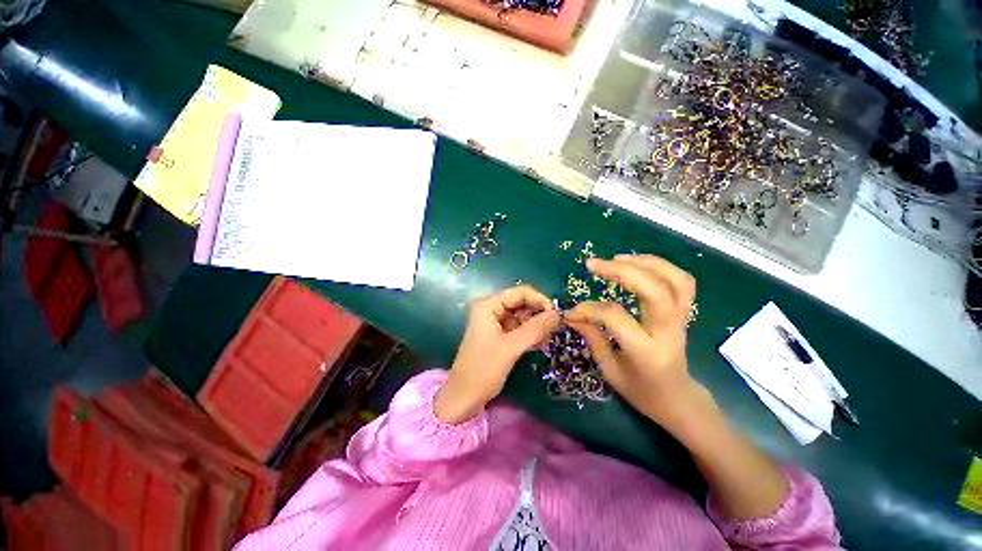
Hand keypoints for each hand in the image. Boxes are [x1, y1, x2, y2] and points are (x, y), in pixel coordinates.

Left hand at [435, 285, 559, 423]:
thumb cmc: (483, 369)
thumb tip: (558, 314)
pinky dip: (529, 334)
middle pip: (521, 303)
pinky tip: (540, 345)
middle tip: (554, 330)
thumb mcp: (511, 347)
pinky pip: (518, 328)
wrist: (463, 397)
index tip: (557, 315)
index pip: (519, 292)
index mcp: (488, 305)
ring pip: (521, 316)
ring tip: (547, 340)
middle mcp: (490, 309)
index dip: (540, 300)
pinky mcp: (498, 336)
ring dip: (535, 326)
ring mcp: (494, 323)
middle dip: (538, 315)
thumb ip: (535, 329)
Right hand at [565, 255, 709, 432]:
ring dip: (645, 263)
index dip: (588, 309)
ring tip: (617, 258)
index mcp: (647, 353)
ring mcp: (681, 321)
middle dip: (621, 271)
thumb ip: (592, 338)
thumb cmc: (641, 391)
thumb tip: (572, 314)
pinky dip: (661, 267)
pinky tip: (637, 264)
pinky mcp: (684, 314)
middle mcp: (668, 333)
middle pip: (654, 291)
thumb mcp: (610, 370)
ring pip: (675, 281)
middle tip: (593, 264)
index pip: (615, 317)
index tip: (571, 312)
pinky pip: (682, 283)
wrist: (678, 400)